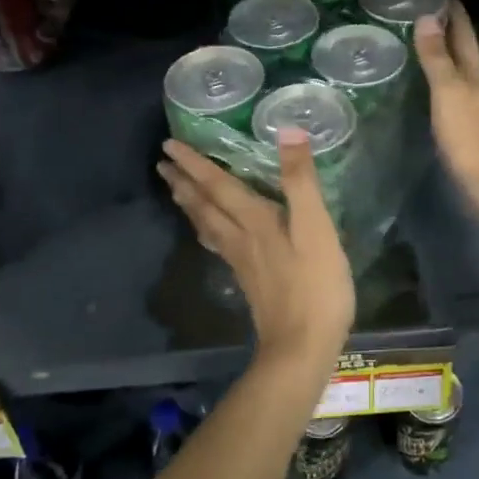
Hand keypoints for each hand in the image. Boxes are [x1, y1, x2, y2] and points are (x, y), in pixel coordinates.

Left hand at [157, 131, 353, 369]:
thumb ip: (300, 181)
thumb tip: (286, 132)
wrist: (302, 347)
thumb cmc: (315, 285)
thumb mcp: (317, 228)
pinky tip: (208, 232)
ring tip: (174, 190)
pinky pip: (217, 243)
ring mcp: (242, 261)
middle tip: (161, 163)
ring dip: (189, 204)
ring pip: (207, 225)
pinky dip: (205, 228)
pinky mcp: (248, 279)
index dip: (195, 163)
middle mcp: (240, 237)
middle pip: (204, 205)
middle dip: (183, 181)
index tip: (169, 144)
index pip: (218, 185)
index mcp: (254, 221)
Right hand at [414, 5, 478, 217]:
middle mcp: (477, 83)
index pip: (463, 30)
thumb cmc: (470, 136)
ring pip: (456, 69)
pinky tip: (422, 83)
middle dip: (443, 27)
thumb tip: (428, 17)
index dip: (450, 8)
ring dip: (439, 53)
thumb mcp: (450, 92)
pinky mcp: (465, 126)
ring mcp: (473, 105)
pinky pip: (448, 91)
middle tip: (414, 10)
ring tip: (412, 40)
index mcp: (475, 71)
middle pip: (461, 47)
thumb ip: (438, 58)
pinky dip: (436, 78)